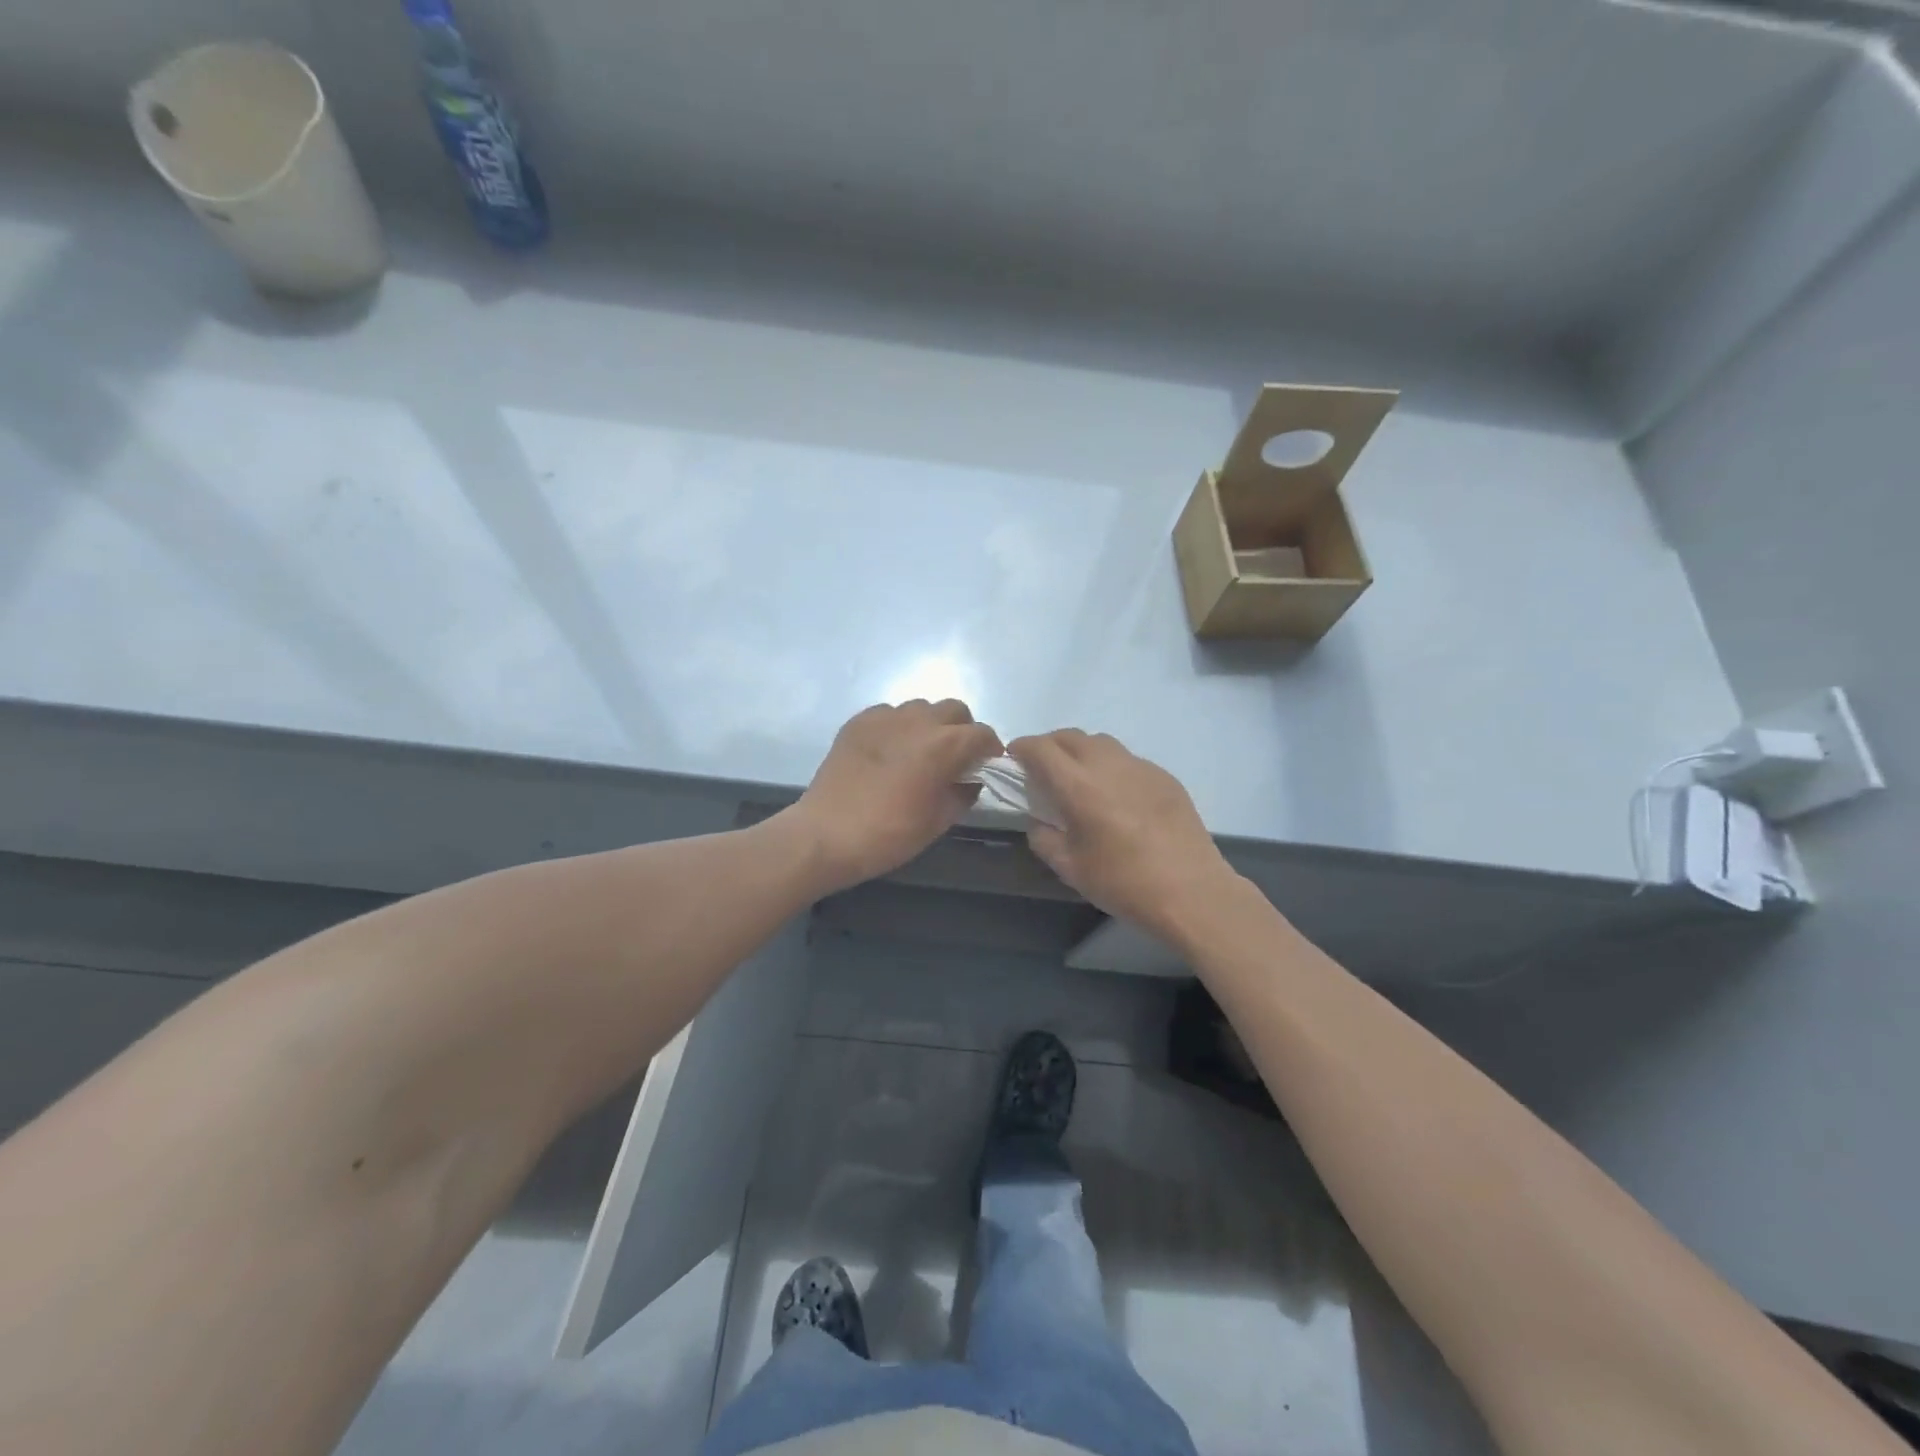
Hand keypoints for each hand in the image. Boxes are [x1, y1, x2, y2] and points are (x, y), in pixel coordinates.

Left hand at [790, 700, 1001, 892]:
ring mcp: (884, 717)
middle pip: (954, 710)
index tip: (986, 767)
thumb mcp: (938, 821)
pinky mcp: (858, 722)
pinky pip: (889, 714)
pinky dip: (898, 727)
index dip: (990, 750)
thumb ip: (963, 794)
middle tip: (955, 758)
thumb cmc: (889, 834)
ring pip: (921, 708)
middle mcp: (918, 720)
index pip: (982, 734)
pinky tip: (889, 752)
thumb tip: (970, 780)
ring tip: (919, 753)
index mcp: (944, 745)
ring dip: (930, 726)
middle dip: (962, 730)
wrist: (826, 834)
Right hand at [1010, 729, 1236, 936]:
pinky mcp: (1164, 777)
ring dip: (1081, 752)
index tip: (1014, 760)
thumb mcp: (1070, 868)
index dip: (1021, 748)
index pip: (1040, 748)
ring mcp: (1141, 767)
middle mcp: (1108, 765)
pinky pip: (1128, 760)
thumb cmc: (1123, 883)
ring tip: (1080, 780)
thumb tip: (1039, 819)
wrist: (1192, 891)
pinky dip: (1111, 767)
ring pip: (1101, 743)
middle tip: (1043, 771)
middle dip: (1049, 746)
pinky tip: (1117, 797)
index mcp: (1079, 786)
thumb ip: (1043, 837)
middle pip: (1070, 736)